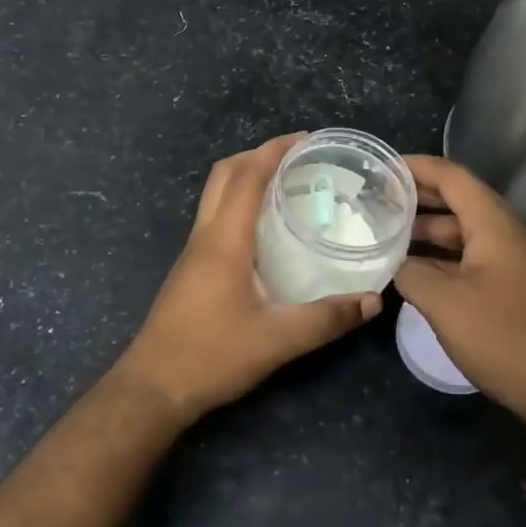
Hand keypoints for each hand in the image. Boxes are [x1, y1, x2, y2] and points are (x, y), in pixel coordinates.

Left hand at [111, 135, 382, 424]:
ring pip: (216, 196)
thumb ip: (326, 319)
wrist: (153, 387)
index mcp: (223, 240)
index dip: (274, 150)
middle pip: (225, 176)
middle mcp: (205, 236)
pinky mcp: (191, 270)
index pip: (246, 176)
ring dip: (246, 179)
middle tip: (298, 159)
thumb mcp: (277, 340)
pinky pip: (216, 219)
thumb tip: (372, 301)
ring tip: (287, 186)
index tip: (307, 139)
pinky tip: (267, 231)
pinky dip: (240, 205)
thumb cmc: (211, 356)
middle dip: (258, 156)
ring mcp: (193, 252)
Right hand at [394, 155, 525, 440]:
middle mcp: (508, 236)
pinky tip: (417, 273)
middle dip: (419, 197)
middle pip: (459, 202)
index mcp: (494, 225)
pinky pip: (473, 260)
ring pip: (465, 234)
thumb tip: (394, 265)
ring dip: (429, 231)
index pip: (452, 177)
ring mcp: (515, 264)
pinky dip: (443, 258)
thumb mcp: (446, 304)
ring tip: (388, 234)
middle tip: (378, 198)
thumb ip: (411, 275)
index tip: (382, 166)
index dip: (416, 167)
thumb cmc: (507, 337)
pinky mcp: (516, 291)